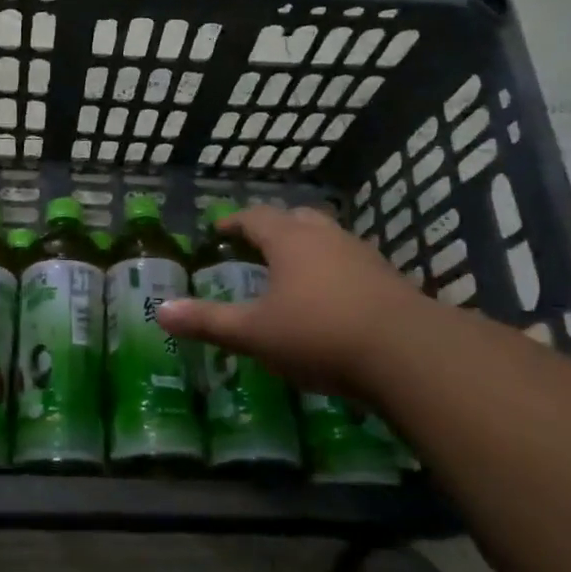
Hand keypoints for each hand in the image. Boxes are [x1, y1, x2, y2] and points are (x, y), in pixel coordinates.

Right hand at [156, 205, 429, 400]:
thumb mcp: (255, 333)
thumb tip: (161, 312)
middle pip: (296, 219)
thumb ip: (209, 321)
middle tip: (255, 245)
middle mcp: (326, 237)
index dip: (233, 222)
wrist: (409, 354)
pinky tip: (330, 299)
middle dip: (273, 228)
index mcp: (290, 240)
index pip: (255, 217)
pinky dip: (332, 271)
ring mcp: (362, 256)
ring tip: (291, 272)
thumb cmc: (320, 333)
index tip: (218, 230)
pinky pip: (350, 263)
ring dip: (306, 248)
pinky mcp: (389, 280)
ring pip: (327, 239)